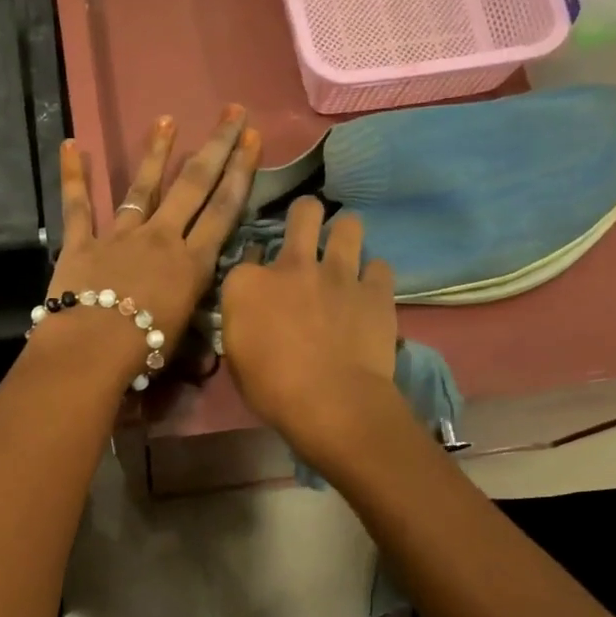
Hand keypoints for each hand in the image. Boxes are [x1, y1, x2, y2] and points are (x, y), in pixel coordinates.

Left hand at [34, 106, 260, 386]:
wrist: (93, 348)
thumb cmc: (145, 351)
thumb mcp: (182, 344)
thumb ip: (195, 340)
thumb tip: (207, 360)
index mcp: (191, 263)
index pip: (223, 210)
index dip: (241, 172)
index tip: (253, 139)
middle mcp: (161, 239)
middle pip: (193, 186)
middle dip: (216, 146)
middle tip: (232, 112)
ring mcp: (120, 236)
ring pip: (142, 187)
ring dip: (156, 153)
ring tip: (167, 120)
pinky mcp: (82, 242)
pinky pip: (77, 205)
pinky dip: (72, 176)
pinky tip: (69, 145)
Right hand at [220, 197, 401, 464]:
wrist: (331, 402)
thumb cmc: (271, 389)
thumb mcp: (236, 357)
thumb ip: (241, 323)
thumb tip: (249, 312)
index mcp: (247, 284)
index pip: (246, 255)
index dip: (254, 264)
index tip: (259, 278)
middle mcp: (292, 265)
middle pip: (303, 214)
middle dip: (306, 215)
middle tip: (308, 230)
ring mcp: (337, 273)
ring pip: (348, 225)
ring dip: (345, 232)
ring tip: (344, 247)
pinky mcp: (375, 289)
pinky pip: (379, 266)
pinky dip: (373, 275)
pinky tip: (369, 288)